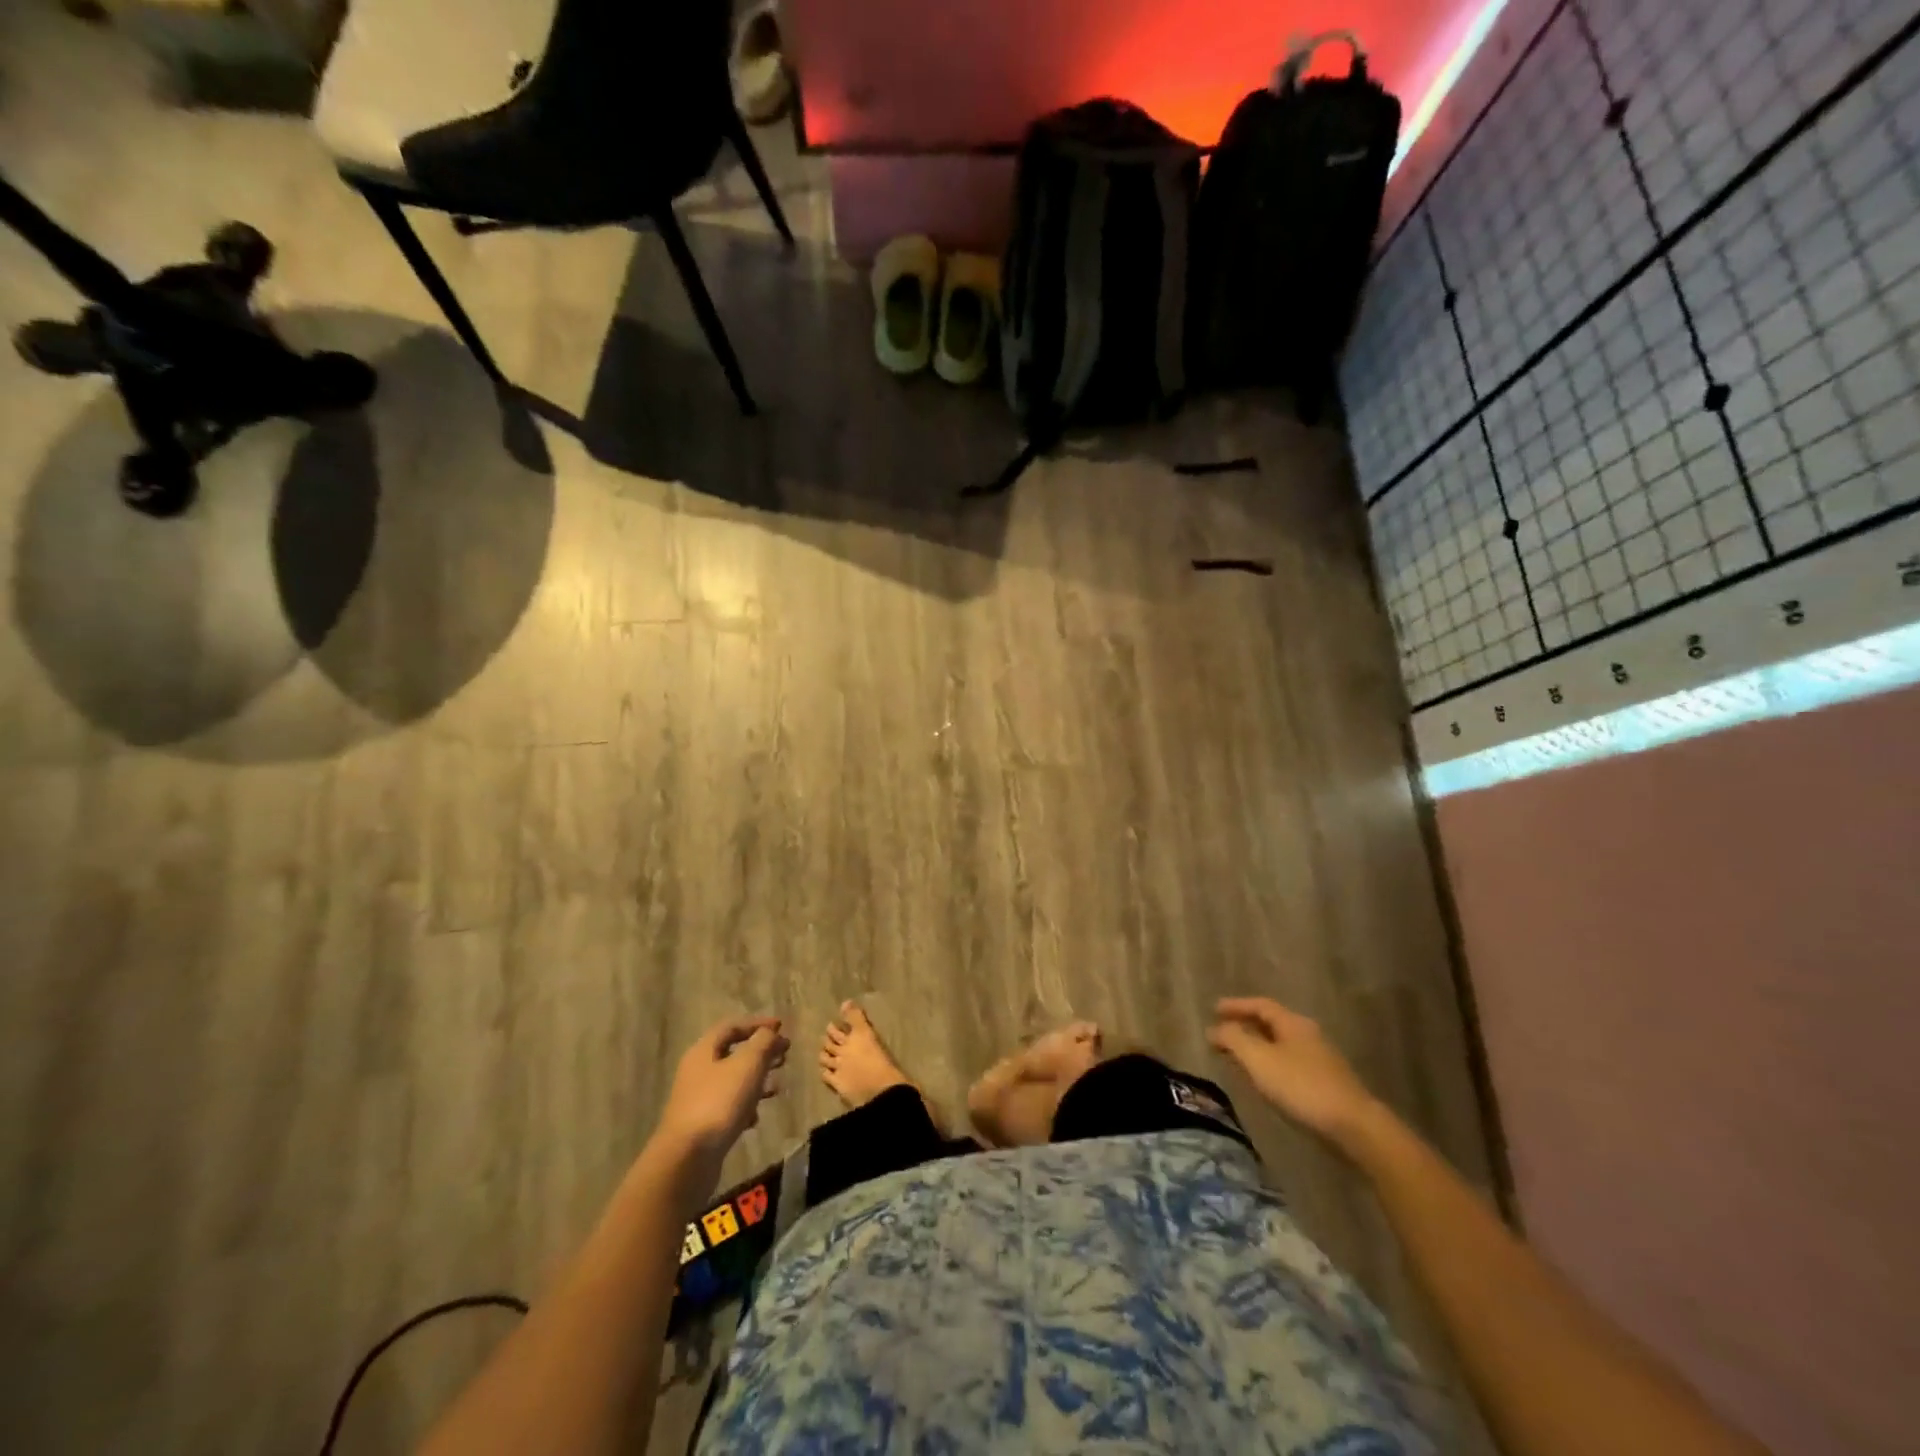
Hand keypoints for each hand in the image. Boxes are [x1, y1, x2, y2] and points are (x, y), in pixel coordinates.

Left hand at [656, 1016, 789, 1164]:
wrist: (687, 1159)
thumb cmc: (719, 1103)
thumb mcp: (747, 1065)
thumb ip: (762, 1043)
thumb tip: (770, 1032)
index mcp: (704, 1051)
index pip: (732, 1026)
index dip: (757, 1023)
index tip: (782, 1027)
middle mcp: (698, 1071)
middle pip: (733, 1053)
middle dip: (761, 1052)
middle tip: (784, 1055)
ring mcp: (698, 1100)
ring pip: (733, 1081)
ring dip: (757, 1080)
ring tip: (778, 1087)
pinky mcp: (703, 1125)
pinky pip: (728, 1107)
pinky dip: (746, 1107)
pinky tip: (756, 1118)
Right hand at [1208, 997, 1379, 1147]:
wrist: (1354, 1128)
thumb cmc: (1302, 1087)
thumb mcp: (1259, 1060)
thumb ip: (1234, 1040)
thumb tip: (1214, 1028)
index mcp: (1293, 1023)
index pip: (1260, 1005)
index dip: (1236, 1006)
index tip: (1214, 1010)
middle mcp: (1308, 1035)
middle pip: (1271, 1023)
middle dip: (1245, 1026)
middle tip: (1222, 1034)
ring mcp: (1320, 1060)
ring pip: (1280, 1045)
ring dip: (1256, 1047)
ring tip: (1236, 1058)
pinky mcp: (1325, 1083)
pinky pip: (1289, 1064)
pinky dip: (1269, 1065)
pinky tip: (1263, 1081)